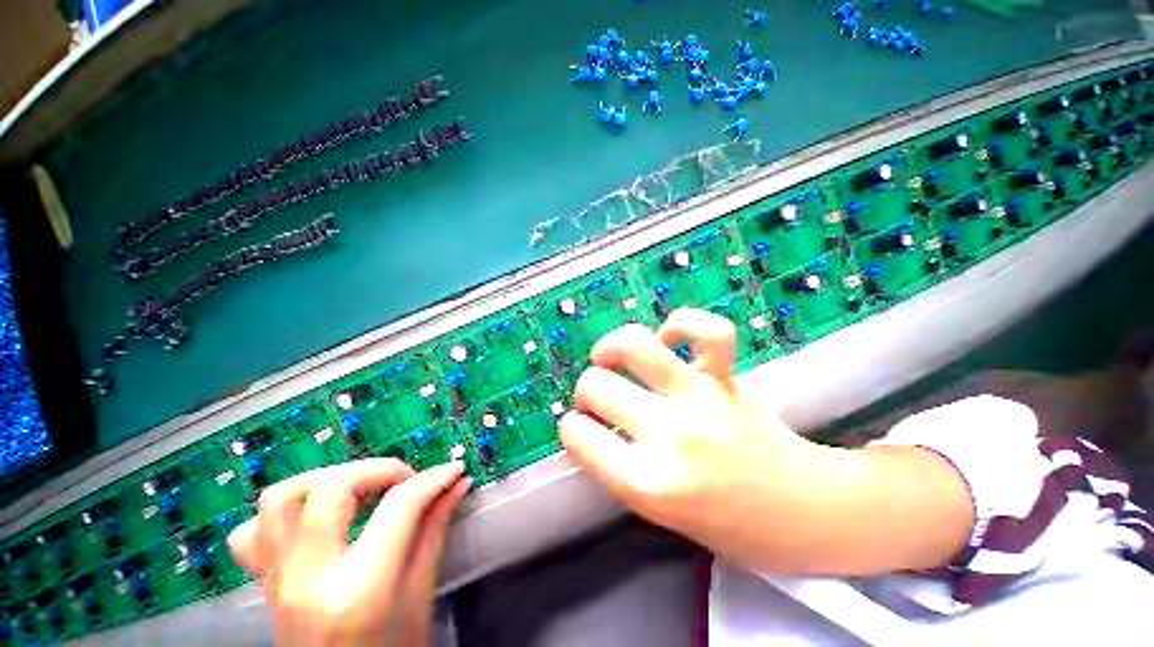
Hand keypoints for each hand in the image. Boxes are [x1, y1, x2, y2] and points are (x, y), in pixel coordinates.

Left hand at [227, 460, 470, 646]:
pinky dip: (283, 513)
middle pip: (331, 489)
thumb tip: (457, 484)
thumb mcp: (421, 598)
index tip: (454, 470)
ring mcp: (277, 581)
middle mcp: (309, 580)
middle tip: (407, 480)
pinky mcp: (263, 583)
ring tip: (363, 490)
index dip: (433, 479)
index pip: (399, 508)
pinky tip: (314, 520)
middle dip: (378, 469)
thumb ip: (435, 532)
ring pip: (282, 498)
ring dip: (328, 480)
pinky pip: (251, 533)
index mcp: (360, 591)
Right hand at [558, 308, 972, 575]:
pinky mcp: (728, 380)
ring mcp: (701, 401)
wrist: (808, 515)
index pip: (579, 437)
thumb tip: (594, 424)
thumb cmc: (731, 527)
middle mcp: (670, 437)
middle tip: (597, 398)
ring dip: (611, 345)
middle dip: (585, 389)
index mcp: (648, 484)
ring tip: (609, 355)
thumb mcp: (659, 513)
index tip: (580, 426)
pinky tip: (668, 339)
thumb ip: (621, 467)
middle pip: (596, 386)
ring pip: (636, 346)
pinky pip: (706, 332)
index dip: (572, 427)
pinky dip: (681, 325)